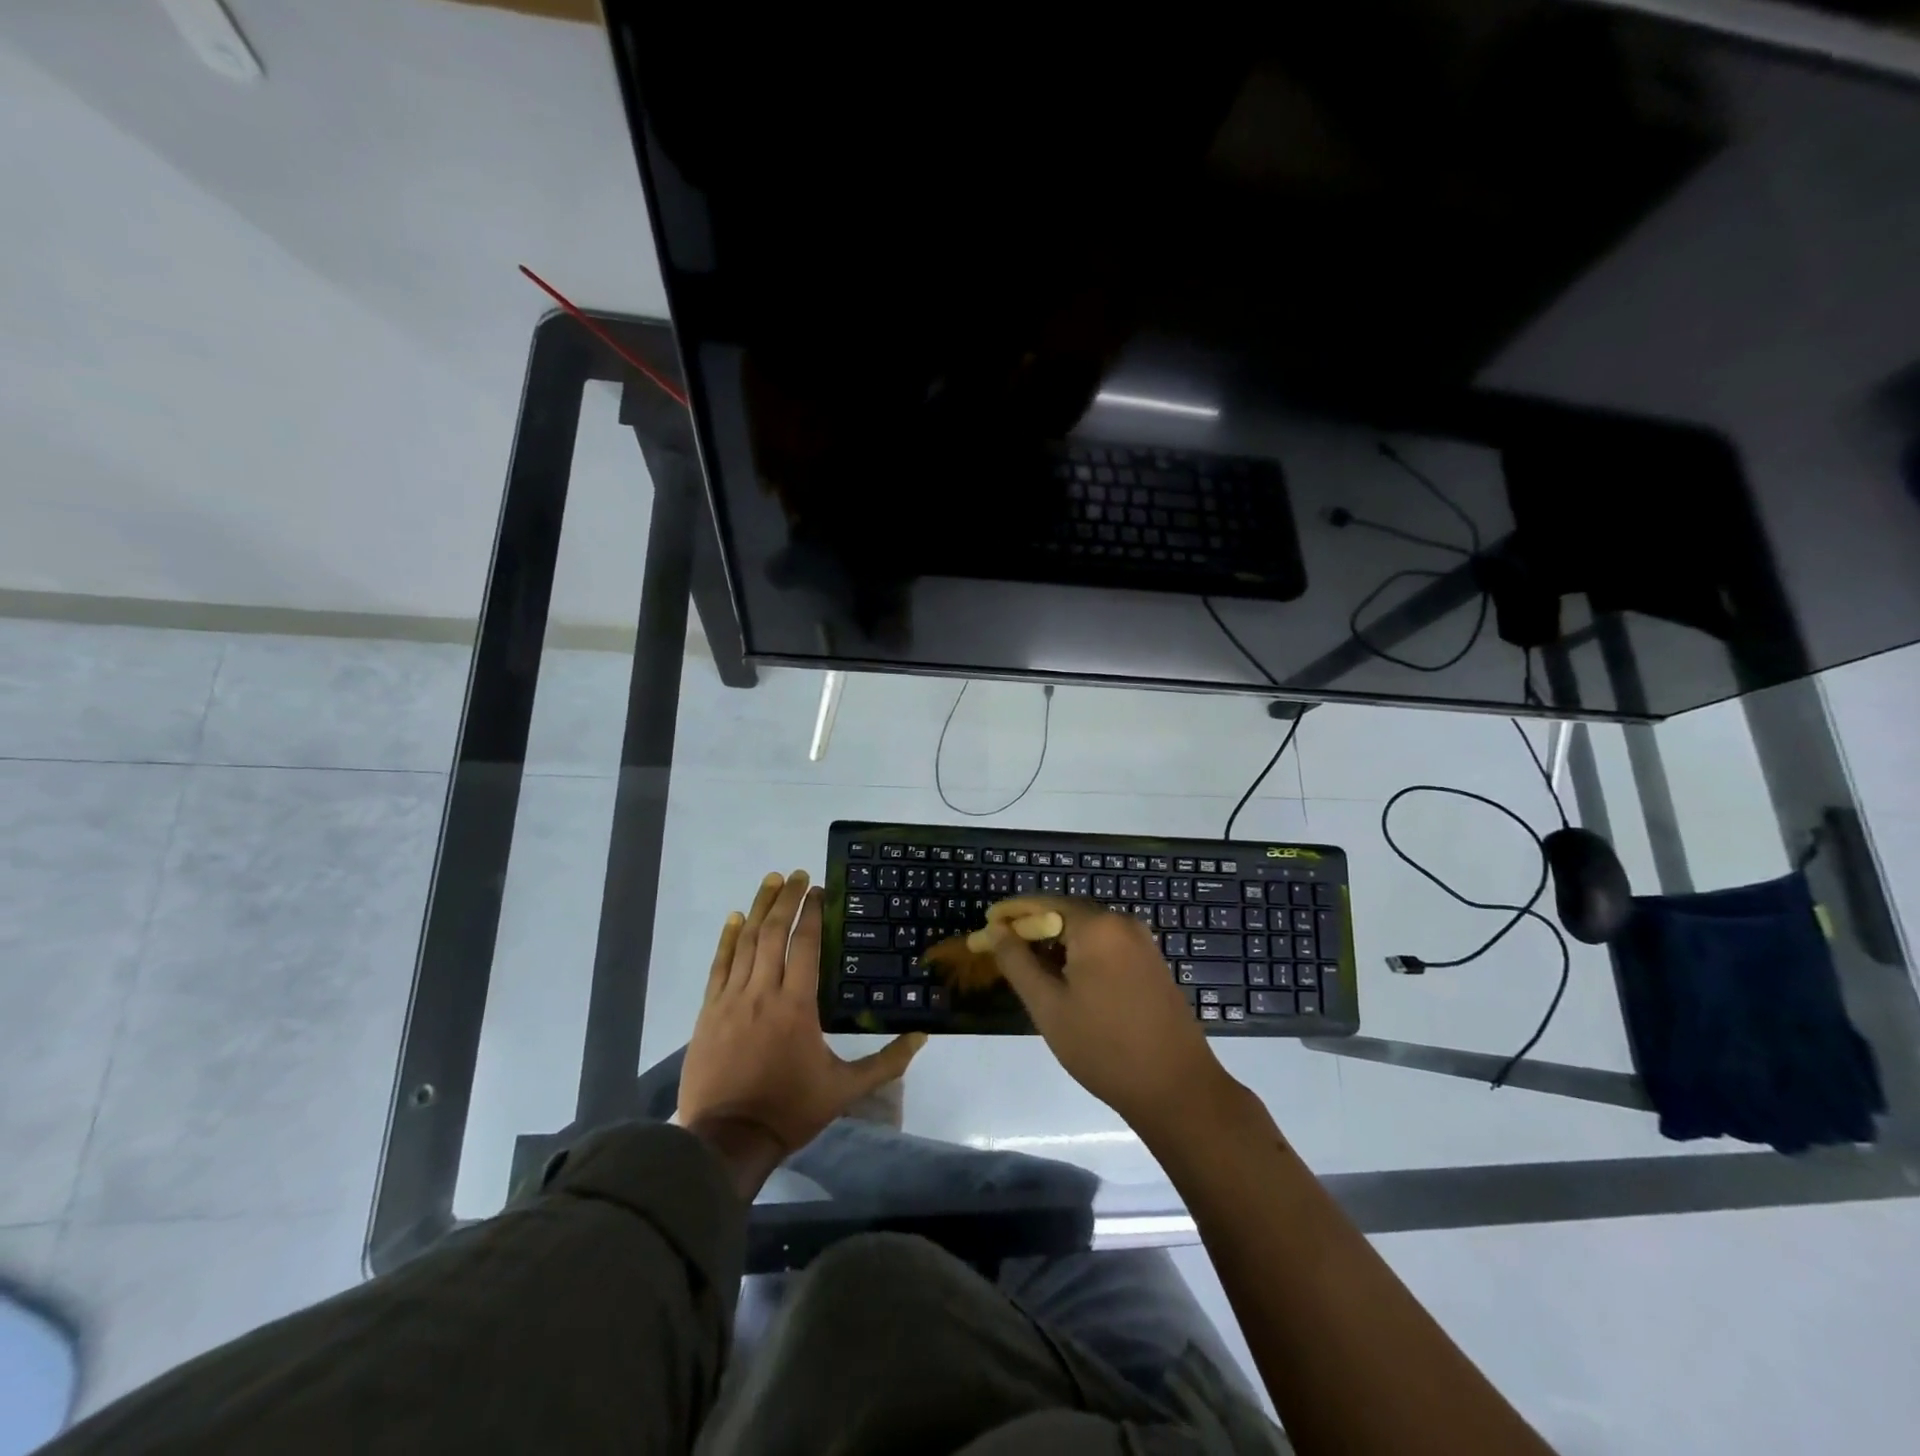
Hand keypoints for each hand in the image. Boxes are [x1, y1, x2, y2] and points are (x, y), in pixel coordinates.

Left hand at [678, 871, 925, 1175]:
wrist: (727, 1139)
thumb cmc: (789, 1110)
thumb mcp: (844, 1090)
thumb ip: (885, 1062)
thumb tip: (922, 1038)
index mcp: (797, 1006)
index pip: (805, 945)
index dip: (812, 914)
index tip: (819, 890)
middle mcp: (763, 992)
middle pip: (773, 933)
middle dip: (786, 899)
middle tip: (795, 874)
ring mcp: (731, 999)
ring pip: (746, 942)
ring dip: (759, 908)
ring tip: (770, 882)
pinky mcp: (709, 1012)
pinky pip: (719, 965)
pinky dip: (727, 938)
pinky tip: (735, 918)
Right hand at [983, 896, 1234, 1136]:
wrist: (1176, 1088)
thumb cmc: (1103, 1046)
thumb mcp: (1048, 1006)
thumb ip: (1017, 962)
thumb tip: (995, 930)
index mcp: (1097, 926)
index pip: (1043, 904)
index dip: (1011, 914)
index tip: (985, 927)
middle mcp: (1122, 923)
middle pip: (1066, 914)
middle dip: (1032, 930)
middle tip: (1002, 951)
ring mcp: (1142, 943)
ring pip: (1087, 933)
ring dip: (1056, 944)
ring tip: (1028, 970)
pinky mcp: (1152, 964)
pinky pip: (1107, 947)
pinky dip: (1081, 956)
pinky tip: (1066, 981)